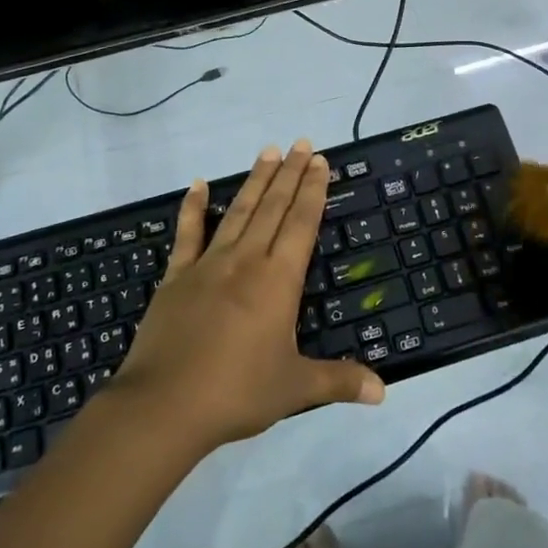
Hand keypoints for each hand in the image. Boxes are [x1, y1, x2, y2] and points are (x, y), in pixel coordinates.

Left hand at [114, 141, 384, 452]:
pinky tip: (198, 184)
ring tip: (267, 151)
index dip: (312, 190)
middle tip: (300, 142)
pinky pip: (187, 234)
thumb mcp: (295, 389)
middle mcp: (246, 261)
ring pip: (238, 212)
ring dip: (255, 181)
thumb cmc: (236, 393)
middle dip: (289, 173)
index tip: (319, 160)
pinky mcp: (176, 277)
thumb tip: (383, 392)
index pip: (301, 223)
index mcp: (278, 281)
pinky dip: (193, 207)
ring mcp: (208, 265)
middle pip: (273, 207)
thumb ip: (339, 381)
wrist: (164, 405)